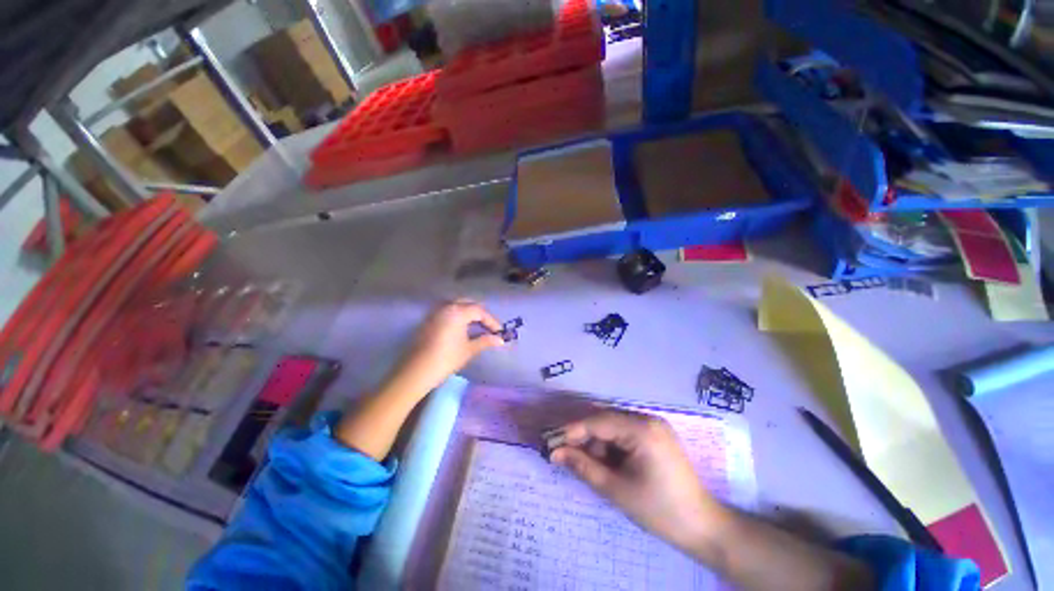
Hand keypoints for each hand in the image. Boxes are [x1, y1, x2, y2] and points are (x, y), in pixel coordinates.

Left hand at [390, 300, 504, 395]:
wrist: (416, 372)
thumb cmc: (446, 359)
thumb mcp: (469, 349)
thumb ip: (485, 341)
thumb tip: (500, 340)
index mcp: (458, 312)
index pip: (479, 311)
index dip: (492, 321)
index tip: (500, 332)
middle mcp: (446, 306)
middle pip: (468, 303)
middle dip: (480, 314)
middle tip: (489, 327)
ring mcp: (435, 312)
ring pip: (457, 305)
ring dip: (469, 313)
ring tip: (478, 326)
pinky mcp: (428, 319)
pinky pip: (447, 311)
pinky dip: (458, 315)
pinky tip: (462, 327)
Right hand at [551, 411, 720, 550]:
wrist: (703, 527)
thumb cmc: (659, 510)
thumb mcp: (616, 489)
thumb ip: (583, 466)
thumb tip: (555, 453)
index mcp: (642, 429)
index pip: (598, 422)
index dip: (573, 431)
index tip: (552, 443)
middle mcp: (647, 419)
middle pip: (605, 421)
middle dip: (584, 438)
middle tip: (565, 455)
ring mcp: (653, 426)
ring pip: (614, 427)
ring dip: (597, 443)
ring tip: (588, 465)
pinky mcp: (656, 435)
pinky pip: (625, 433)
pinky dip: (611, 446)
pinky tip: (606, 463)